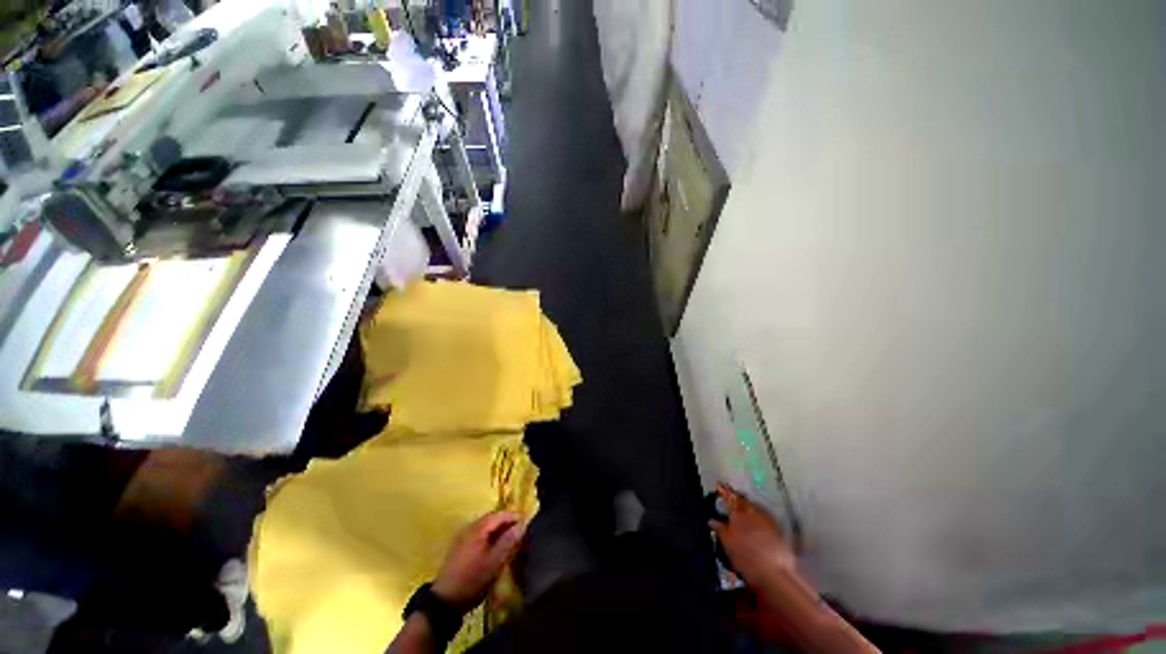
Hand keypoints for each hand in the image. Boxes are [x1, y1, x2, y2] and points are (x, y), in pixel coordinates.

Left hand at [432, 511, 525, 608]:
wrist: (450, 595)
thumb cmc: (474, 578)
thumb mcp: (495, 561)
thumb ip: (508, 542)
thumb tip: (522, 525)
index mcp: (475, 531)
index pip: (497, 515)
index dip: (513, 516)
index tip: (530, 523)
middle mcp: (467, 530)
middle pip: (490, 520)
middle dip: (508, 524)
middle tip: (525, 533)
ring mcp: (463, 540)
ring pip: (485, 529)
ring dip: (500, 532)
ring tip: (516, 542)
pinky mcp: (462, 549)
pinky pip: (480, 537)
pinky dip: (492, 539)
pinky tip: (500, 550)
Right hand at [710, 483, 797, 584]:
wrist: (773, 570)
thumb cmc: (747, 561)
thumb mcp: (729, 547)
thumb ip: (721, 531)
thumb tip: (713, 521)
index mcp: (740, 517)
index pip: (731, 500)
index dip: (725, 492)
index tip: (720, 485)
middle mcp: (755, 514)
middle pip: (745, 501)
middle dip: (736, 497)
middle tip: (728, 494)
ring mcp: (767, 520)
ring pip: (754, 506)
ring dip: (746, 504)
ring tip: (740, 505)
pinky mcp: (776, 527)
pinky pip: (763, 513)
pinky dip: (756, 512)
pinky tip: (754, 518)